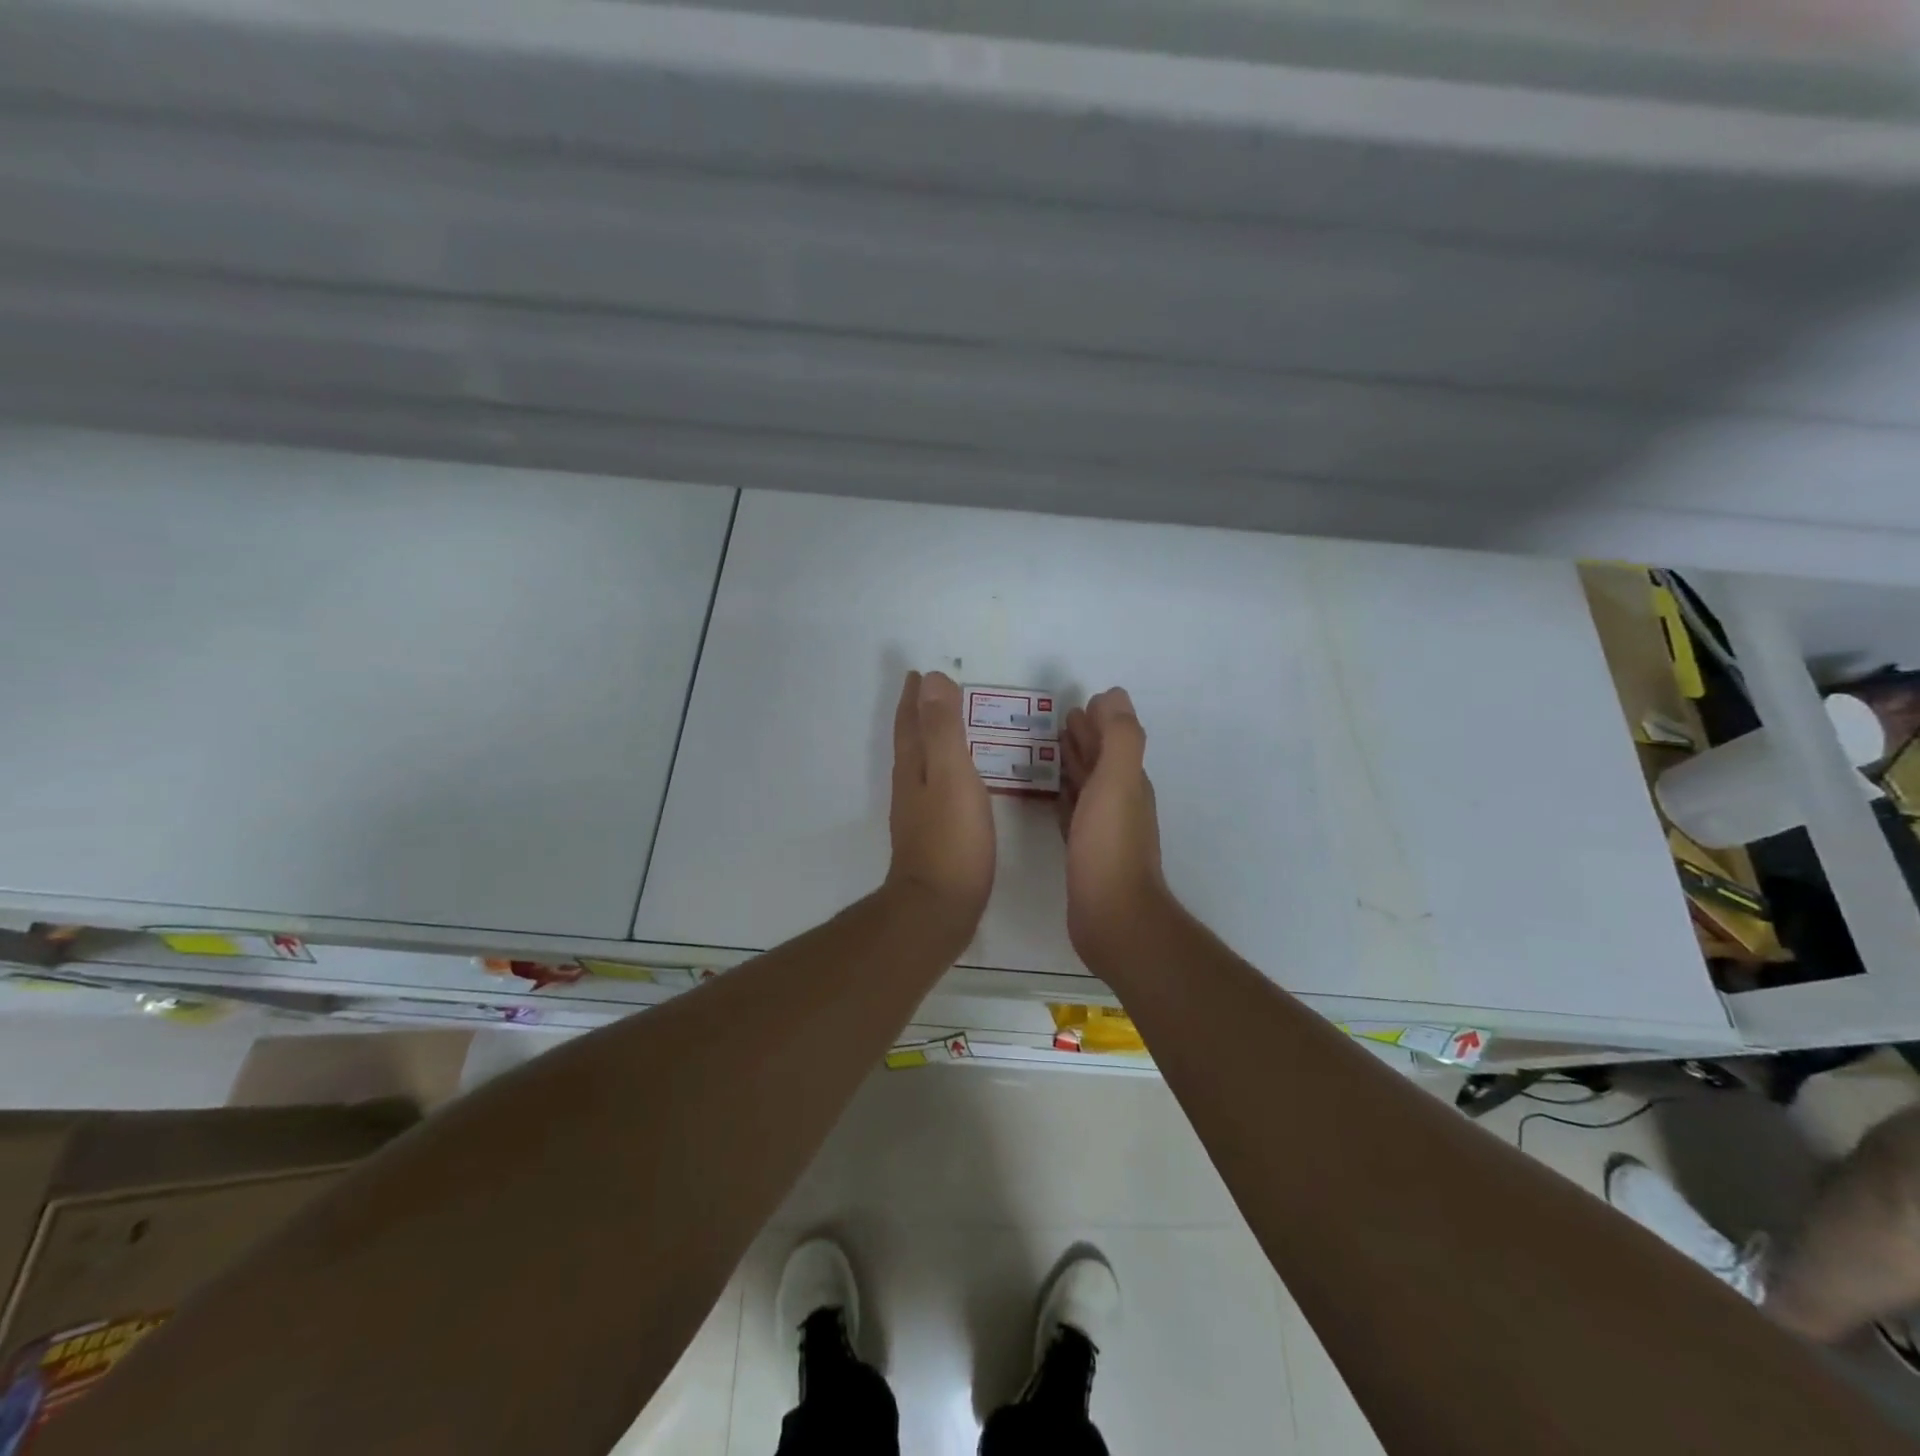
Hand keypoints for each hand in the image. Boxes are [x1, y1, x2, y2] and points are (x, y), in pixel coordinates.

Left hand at [885, 670, 995, 939]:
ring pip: (920, 764)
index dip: (915, 697)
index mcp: (914, 767)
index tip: (917, 673)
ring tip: (942, 727)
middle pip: (910, 741)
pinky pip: (934, 787)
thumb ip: (943, 728)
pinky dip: (941, 770)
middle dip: (917, 715)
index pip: (911, 722)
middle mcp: (910, 786)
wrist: (938, 907)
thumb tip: (931, 677)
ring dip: (927, 740)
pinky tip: (953, 782)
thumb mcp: (951, 774)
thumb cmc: (951, 839)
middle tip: (926, 692)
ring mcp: (918, 813)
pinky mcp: (932, 836)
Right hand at [1059, 687, 1169, 964]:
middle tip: (1060, 720)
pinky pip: (1074, 814)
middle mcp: (1119, 801)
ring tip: (1052, 749)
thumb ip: (1120, 737)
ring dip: (1074, 765)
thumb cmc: (1110, 845)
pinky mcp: (1084, 853)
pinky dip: (1066, 798)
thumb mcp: (1118, 782)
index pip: (1113, 741)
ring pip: (1087, 786)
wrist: (1112, 915)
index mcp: (1128, 781)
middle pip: (1101, 761)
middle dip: (1085, 739)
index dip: (1098, 721)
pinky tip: (1054, 796)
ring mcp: (1103, 830)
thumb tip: (1114, 696)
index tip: (1078, 703)